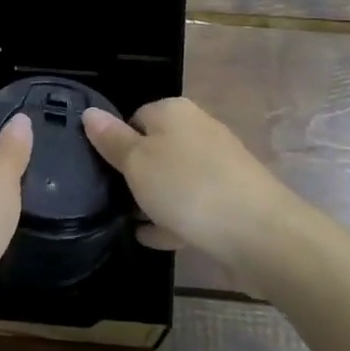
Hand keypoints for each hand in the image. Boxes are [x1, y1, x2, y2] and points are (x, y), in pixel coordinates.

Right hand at [83, 98, 303, 282]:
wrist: (260, 233)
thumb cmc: (187, 187)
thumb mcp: (137, 162)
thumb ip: (111, 139)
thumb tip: (89, 112)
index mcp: (173, 111)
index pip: (134, 117)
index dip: (116, 143)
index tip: (104, 171)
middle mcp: (198, 129)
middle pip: (155, 147)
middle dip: (135, 174)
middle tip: (114, 199)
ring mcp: (218, 164)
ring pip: (174, 177)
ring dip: (154, 199)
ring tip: (130, 222)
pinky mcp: (231, 196)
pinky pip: (193, 204)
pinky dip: (174, 218)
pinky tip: (156, 238)